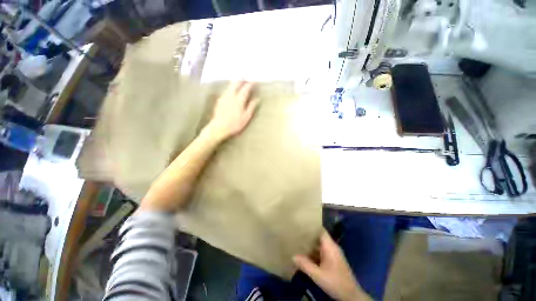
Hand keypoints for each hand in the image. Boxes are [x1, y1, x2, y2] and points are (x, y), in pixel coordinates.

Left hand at [205, 81, 258, 141]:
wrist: (219, 127)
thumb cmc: (235, 124)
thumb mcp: (246, 117)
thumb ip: (251, 107)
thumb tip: (257, 99)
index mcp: (239, 100)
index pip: (246, 89)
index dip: (250, 84)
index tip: (254, 81)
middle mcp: (231, 96)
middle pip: (236, 83)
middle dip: (241, 79)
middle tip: (245, 76)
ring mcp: (224, 97)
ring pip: (230, 86)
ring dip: (235, 82)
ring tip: (238, 81)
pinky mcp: (219, 100)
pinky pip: (226, 90)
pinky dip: (230, 87)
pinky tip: (231, 90)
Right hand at [293, 230, 370, 300]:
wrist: (351, 296)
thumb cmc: (336, 282)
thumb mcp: (318, 275)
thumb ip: (306, 265)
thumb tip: (293, 256)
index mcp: (330, 247)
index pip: (321, 230)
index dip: (312, 227)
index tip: (301, 224)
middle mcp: (332, 248)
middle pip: (319, 237)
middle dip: (309, 236)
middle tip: (296, 233)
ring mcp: (333, 254)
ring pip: (320, 245)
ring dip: (310, 245)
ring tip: (298, 242)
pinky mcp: (333, 261)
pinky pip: (321, 252)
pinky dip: (314, 252)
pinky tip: (305, 255)